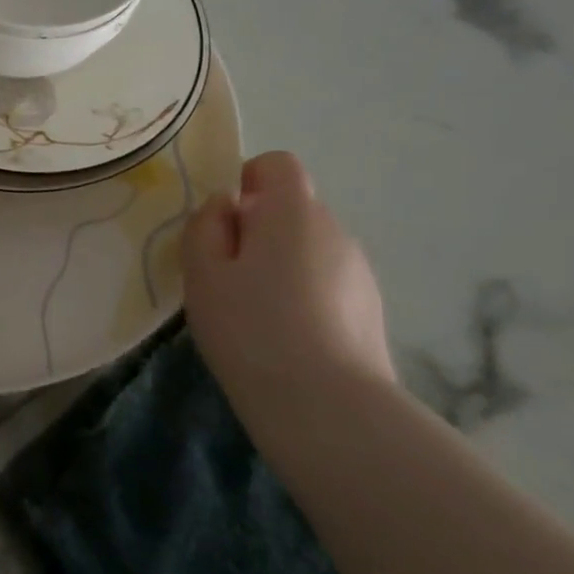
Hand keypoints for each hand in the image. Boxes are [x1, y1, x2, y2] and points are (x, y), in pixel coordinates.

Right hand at [182, 151, 393, 423]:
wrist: (329, 409)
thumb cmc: (251, 328)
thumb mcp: (202, 272)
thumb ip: (206, 226)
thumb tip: (227, 206)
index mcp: (293, 212)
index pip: (277, 165)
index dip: (247, 181)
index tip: (225, 222)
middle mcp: (335, 231)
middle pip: (293, 208)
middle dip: (259, 229)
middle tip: (228, 275)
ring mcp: (360, 272)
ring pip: (309, 249)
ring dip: (281, 264)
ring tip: (255, 312)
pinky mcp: (371, 310)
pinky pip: (326, 283)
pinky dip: (303, 295)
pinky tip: (285, 335)